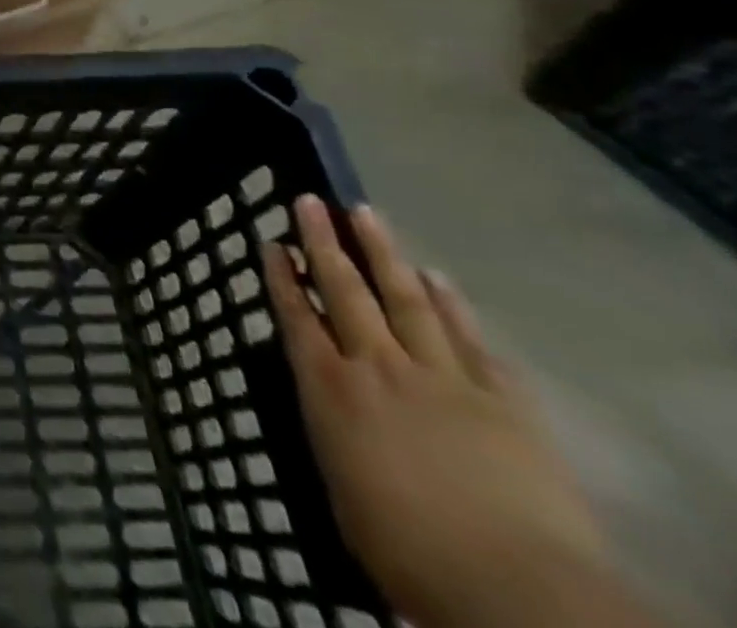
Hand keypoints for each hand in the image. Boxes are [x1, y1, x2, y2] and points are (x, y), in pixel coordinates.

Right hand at [264, 196, 634, 627]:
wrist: (516, 589)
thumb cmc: (407, 552)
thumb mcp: (343, 494)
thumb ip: (335, 437)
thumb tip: (329, 409)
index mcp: (331, 389)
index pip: (296, 317)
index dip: (282, 277)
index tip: (272, 241)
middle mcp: (377, 367)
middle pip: (344, 290)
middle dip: (323, 242)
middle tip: (310, 200)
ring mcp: (442, 377)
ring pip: (404, 298)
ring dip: (383, 253)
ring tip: (366, 213)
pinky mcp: (502, 399)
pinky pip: (471, 340)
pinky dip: (452, 305)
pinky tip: (439, 278)